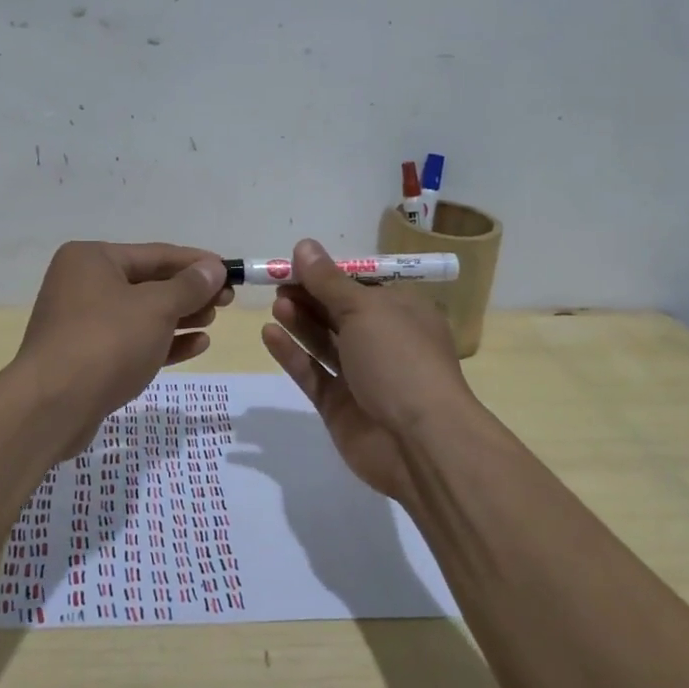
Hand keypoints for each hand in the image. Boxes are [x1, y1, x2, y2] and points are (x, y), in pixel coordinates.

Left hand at [15, 241, 231, 454]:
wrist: (52, 407)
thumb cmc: (106, 342)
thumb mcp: (156, 308)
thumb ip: (189, 286)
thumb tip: (213, 267)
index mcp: (92, 259)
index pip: (156, 254)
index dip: (196, 263)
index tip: (230, 271)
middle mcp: (83, 284)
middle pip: (148, 283)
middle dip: (189, 293)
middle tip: (226, 301)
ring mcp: (82, 323)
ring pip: (141, 314)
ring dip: (179, 317)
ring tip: (213, 322)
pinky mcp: (87, 357)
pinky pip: (132, 341)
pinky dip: (163, 342)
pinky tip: (196, 346)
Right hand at [260, 238, 474, 503]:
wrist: (418, 442)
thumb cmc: (399, 359)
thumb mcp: (364, 309)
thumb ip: (328, 280)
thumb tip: (304, 245)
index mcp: (402, 312)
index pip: (361, 285)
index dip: (328, 274)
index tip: (295, 263)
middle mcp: (383, 341)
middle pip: (339, 312)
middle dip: (310, 296)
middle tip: (277, 283)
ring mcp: (361, 375)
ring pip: (324, 342)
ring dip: (301, 321)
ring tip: (276, 305)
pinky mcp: (339, 405)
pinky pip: (312, 373)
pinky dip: (292, 354)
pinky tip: (269, 334)